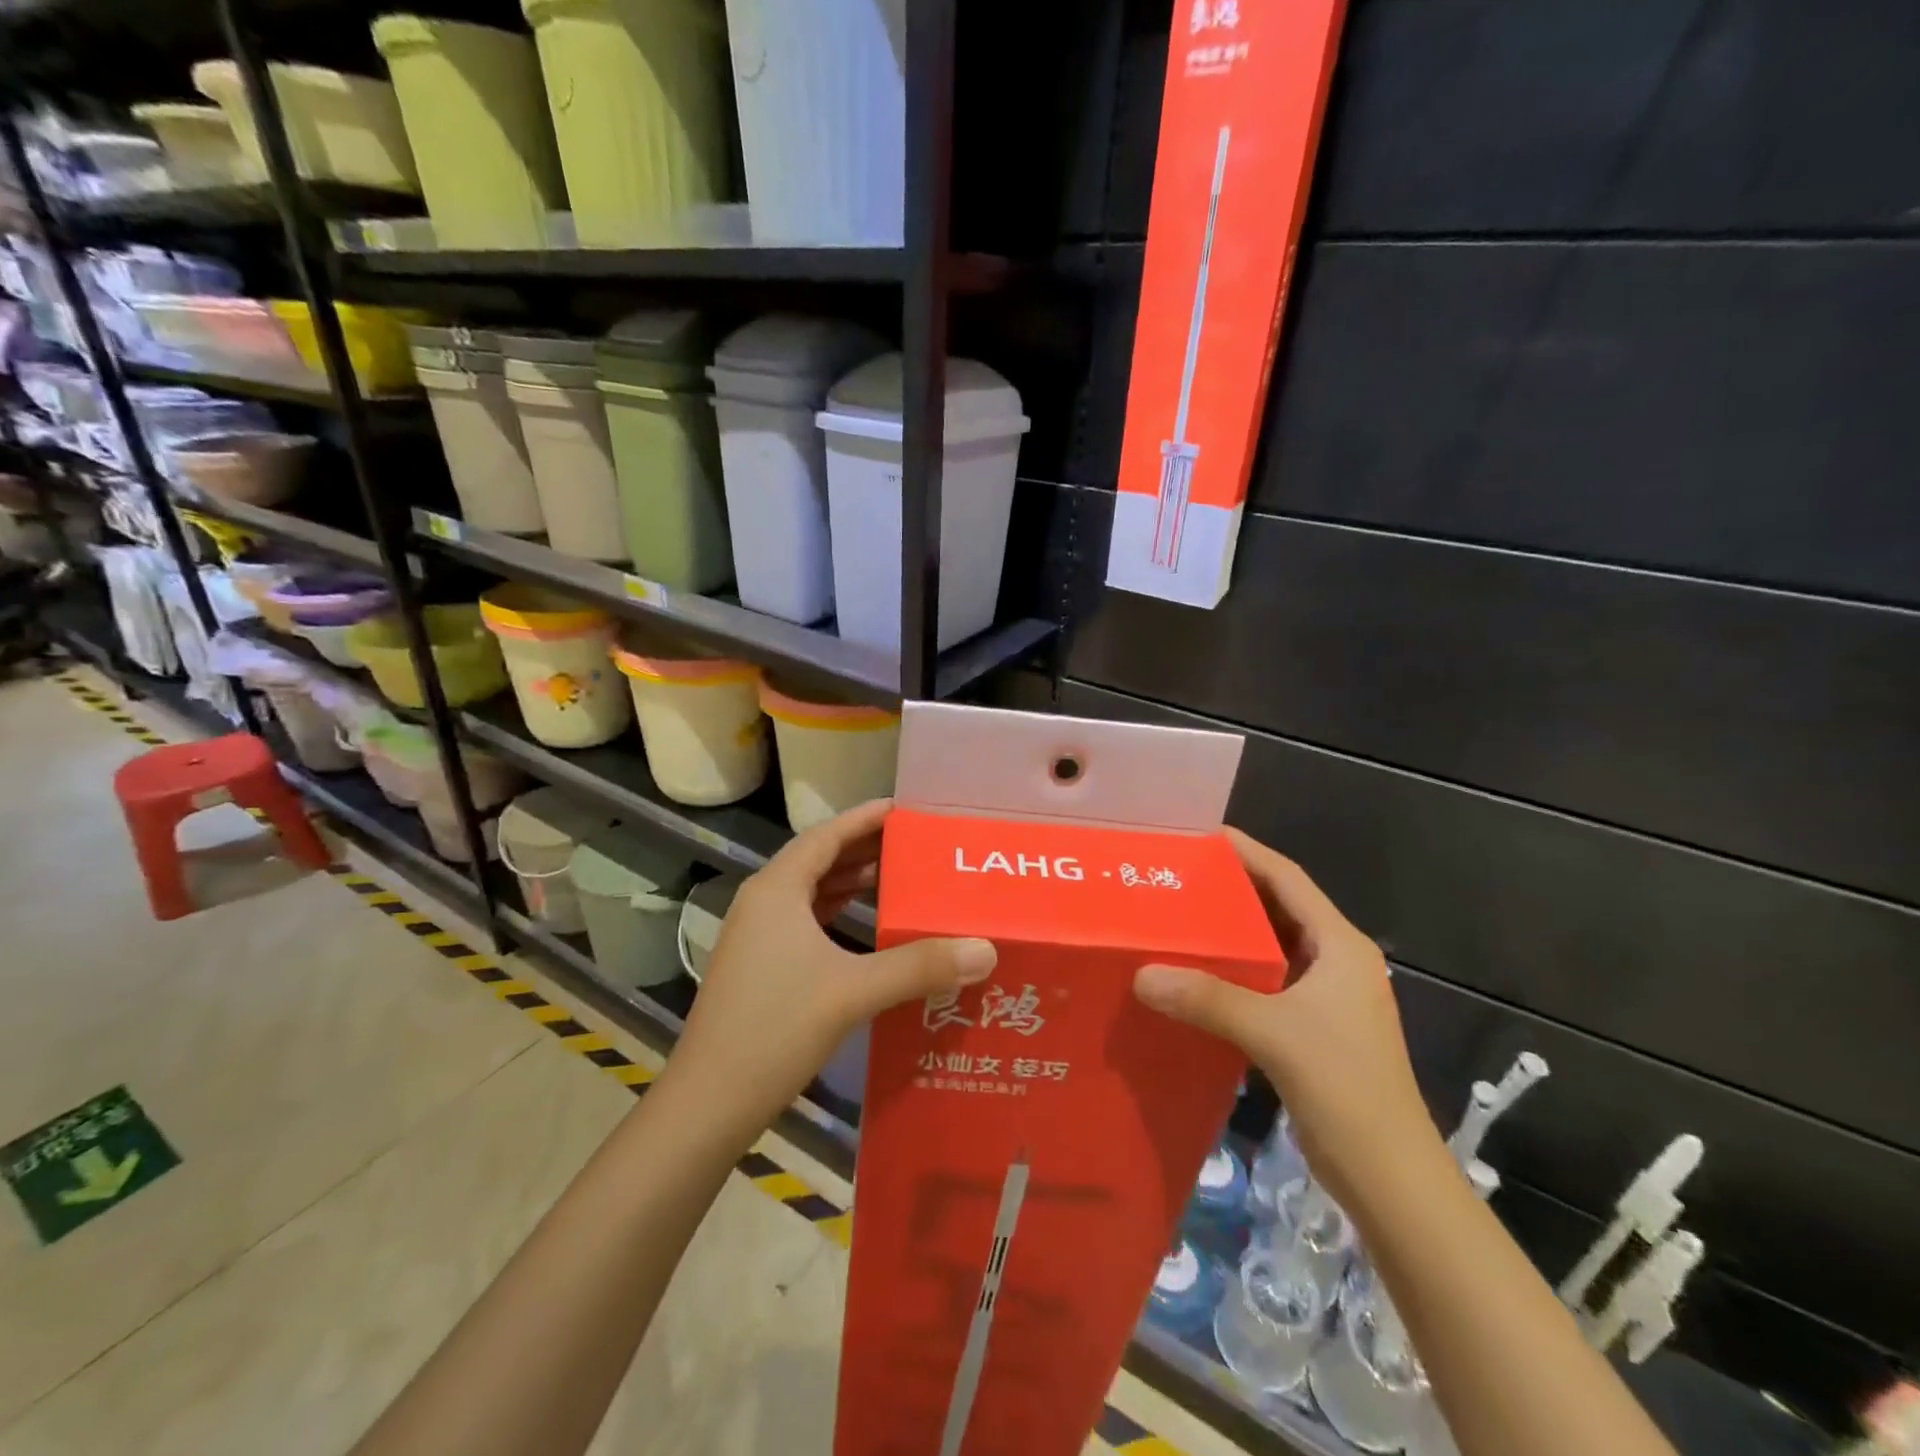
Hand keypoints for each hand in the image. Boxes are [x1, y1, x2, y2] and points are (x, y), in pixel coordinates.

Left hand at [668, 799, 997, 1128]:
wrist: (708, 1102)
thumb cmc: (776, 1029)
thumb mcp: (853, 991)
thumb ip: (919, 966)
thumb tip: (985, 949)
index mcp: (777, 890)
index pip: (826, 835)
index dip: (865, 819)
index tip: (904, 808)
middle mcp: (763, 902)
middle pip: (818, 859)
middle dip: (864, 848)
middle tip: (913, 843)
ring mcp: (757, 936)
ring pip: (810, 892)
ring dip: (850, 881)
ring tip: (897, 875)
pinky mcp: (759, 966)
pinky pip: (805, 920)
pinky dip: (837, 912)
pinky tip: (865, 925)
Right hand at [1132, 828, 1440, 1208]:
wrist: (1390, 1177)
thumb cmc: (1344, 1087)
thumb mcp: (1273, 1033)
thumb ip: (1207, 999)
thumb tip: (1141, 974)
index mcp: (1341, 946)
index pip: (1289, 880)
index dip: (1249, 852)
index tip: (1203, 834)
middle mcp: (1336, 962)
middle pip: (1278, 909)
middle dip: (1231, 889)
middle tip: (1178, 875)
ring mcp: (1325, 999)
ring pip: (1270, 948)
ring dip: (1230, 934)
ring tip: (1177, 917)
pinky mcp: (1310, 1030)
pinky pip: (1264, 983)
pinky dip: (1231, 973)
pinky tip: (1193, 976)